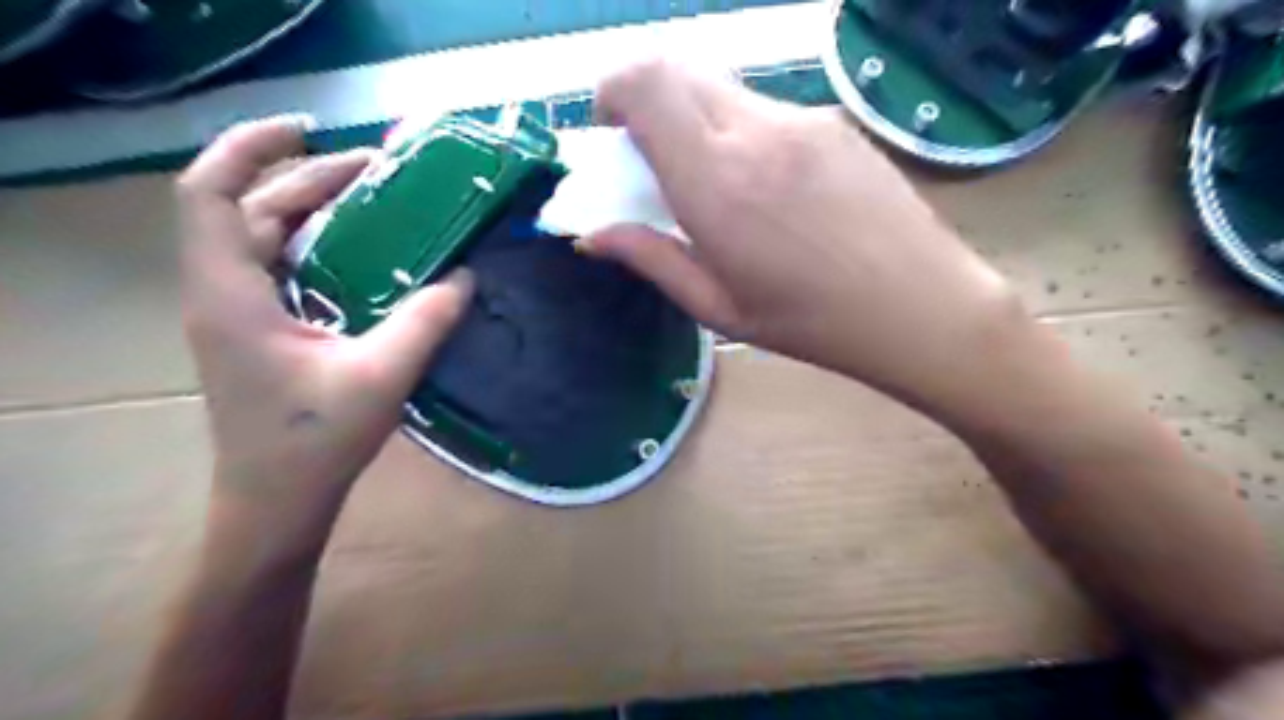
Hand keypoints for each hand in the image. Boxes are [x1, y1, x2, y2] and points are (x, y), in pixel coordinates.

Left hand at [180, 119, 473, 534]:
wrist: (276, 502)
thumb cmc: (314, 444)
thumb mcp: (381, 376)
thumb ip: (426, 321)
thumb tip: (466, 276)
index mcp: (232, 296)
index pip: (210, 195)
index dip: (250, 149)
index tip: (309, 130)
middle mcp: (223, 293)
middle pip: (248, 209)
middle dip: (308, 178)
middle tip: (379, 171)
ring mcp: (238, 312)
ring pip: (264, 236)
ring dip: (314, 208)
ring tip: (375, 198)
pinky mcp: (258, 330)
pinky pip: (281, 265)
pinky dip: (318, 243)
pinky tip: (365, 250)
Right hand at [585, 65, 1030, 412]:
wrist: (920, 307)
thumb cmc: (810, 322)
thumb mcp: (717, 306)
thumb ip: (649, 258)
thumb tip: (592, 235)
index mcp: (717, 181)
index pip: (645, 83)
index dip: (612, 90)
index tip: (609, 131)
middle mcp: (756, 131)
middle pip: (677, 68)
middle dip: (645, 100)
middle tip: (650, 158)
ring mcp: (802, 119)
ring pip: (721, 88)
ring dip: (694, 118)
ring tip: (713, 183)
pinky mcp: (835, 122)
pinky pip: (764, 108)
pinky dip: (737, 129)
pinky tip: (764, 186)